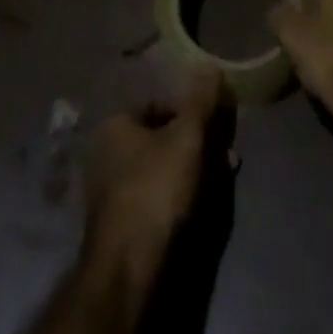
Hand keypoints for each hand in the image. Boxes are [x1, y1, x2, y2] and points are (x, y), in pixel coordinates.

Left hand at [83, 67, 228, 252]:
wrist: (126, 268)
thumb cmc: (154, 189)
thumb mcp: (185, 138)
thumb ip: (200, 101)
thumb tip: (211, 65)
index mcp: (116, 124)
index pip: (160, 103)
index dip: (191, 110)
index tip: (217, 124)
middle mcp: (107, 151)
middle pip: (162, 136)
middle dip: (196, 142)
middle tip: (225, 153)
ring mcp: (111, 189)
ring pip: (162, 166)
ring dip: (193, 168)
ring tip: (222, 177)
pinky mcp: (120, 221)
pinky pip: (155, 194)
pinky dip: (179, 193)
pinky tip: (201, 203)